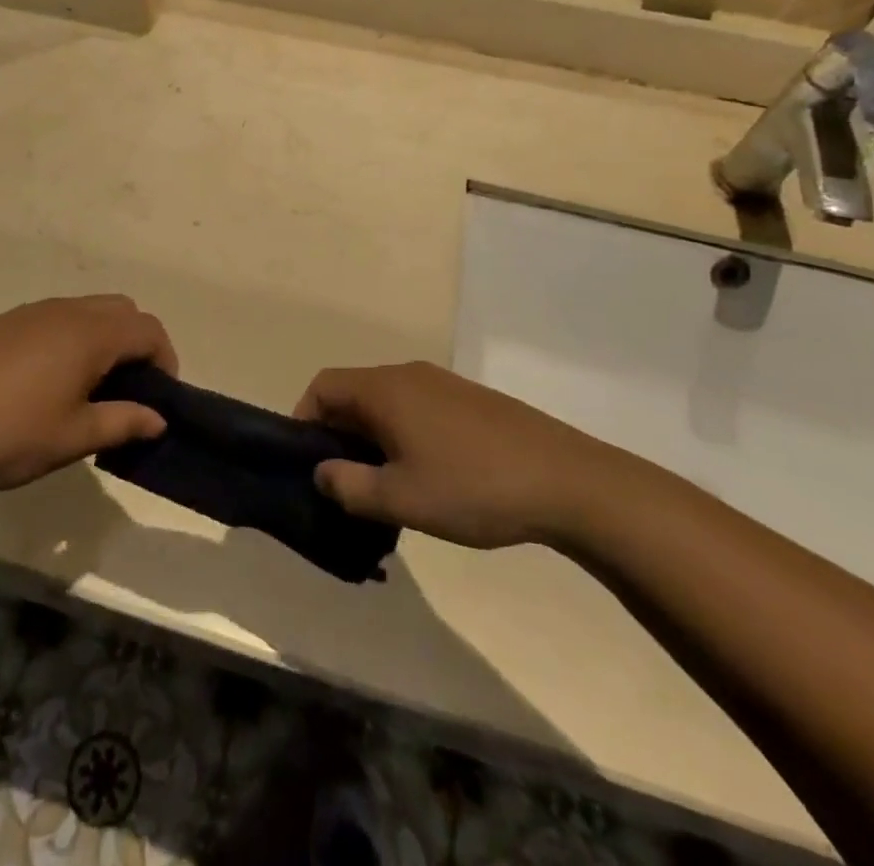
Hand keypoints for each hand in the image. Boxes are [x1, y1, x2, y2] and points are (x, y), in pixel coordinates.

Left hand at [0, 296, 173, 492]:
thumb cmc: (6, 432)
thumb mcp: (72, 438)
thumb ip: (122, 423)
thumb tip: (158, 418)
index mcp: (89, 333)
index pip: (148, 330)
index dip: (165, 361)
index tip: (159, 400)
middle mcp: (65, 311)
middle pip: (122, 311)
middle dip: (137, 345)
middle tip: (128, 392)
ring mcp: (32, 312)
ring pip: (88, 311)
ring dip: (104, 341)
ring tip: (89, 390)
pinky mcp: (5, 323)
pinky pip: (57, 318)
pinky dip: (73, 339)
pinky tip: (48, 382)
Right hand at [293, 362, 623, 548]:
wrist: (568, 481)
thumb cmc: (474, 487)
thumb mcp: (402, 499)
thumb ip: (350, 486)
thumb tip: (321, 472)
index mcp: (384, 389)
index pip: (323, 386)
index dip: (304, 418)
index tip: (308, 462)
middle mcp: (408, 375)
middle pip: (354, 393)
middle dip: (340, 435)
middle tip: (344, 482)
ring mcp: (443, 384)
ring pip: (387, 403)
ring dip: (373, 438)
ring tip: (385, 486)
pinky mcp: (470, 401)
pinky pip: (417, 409)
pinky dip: (404, 435)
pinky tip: (427, 477)